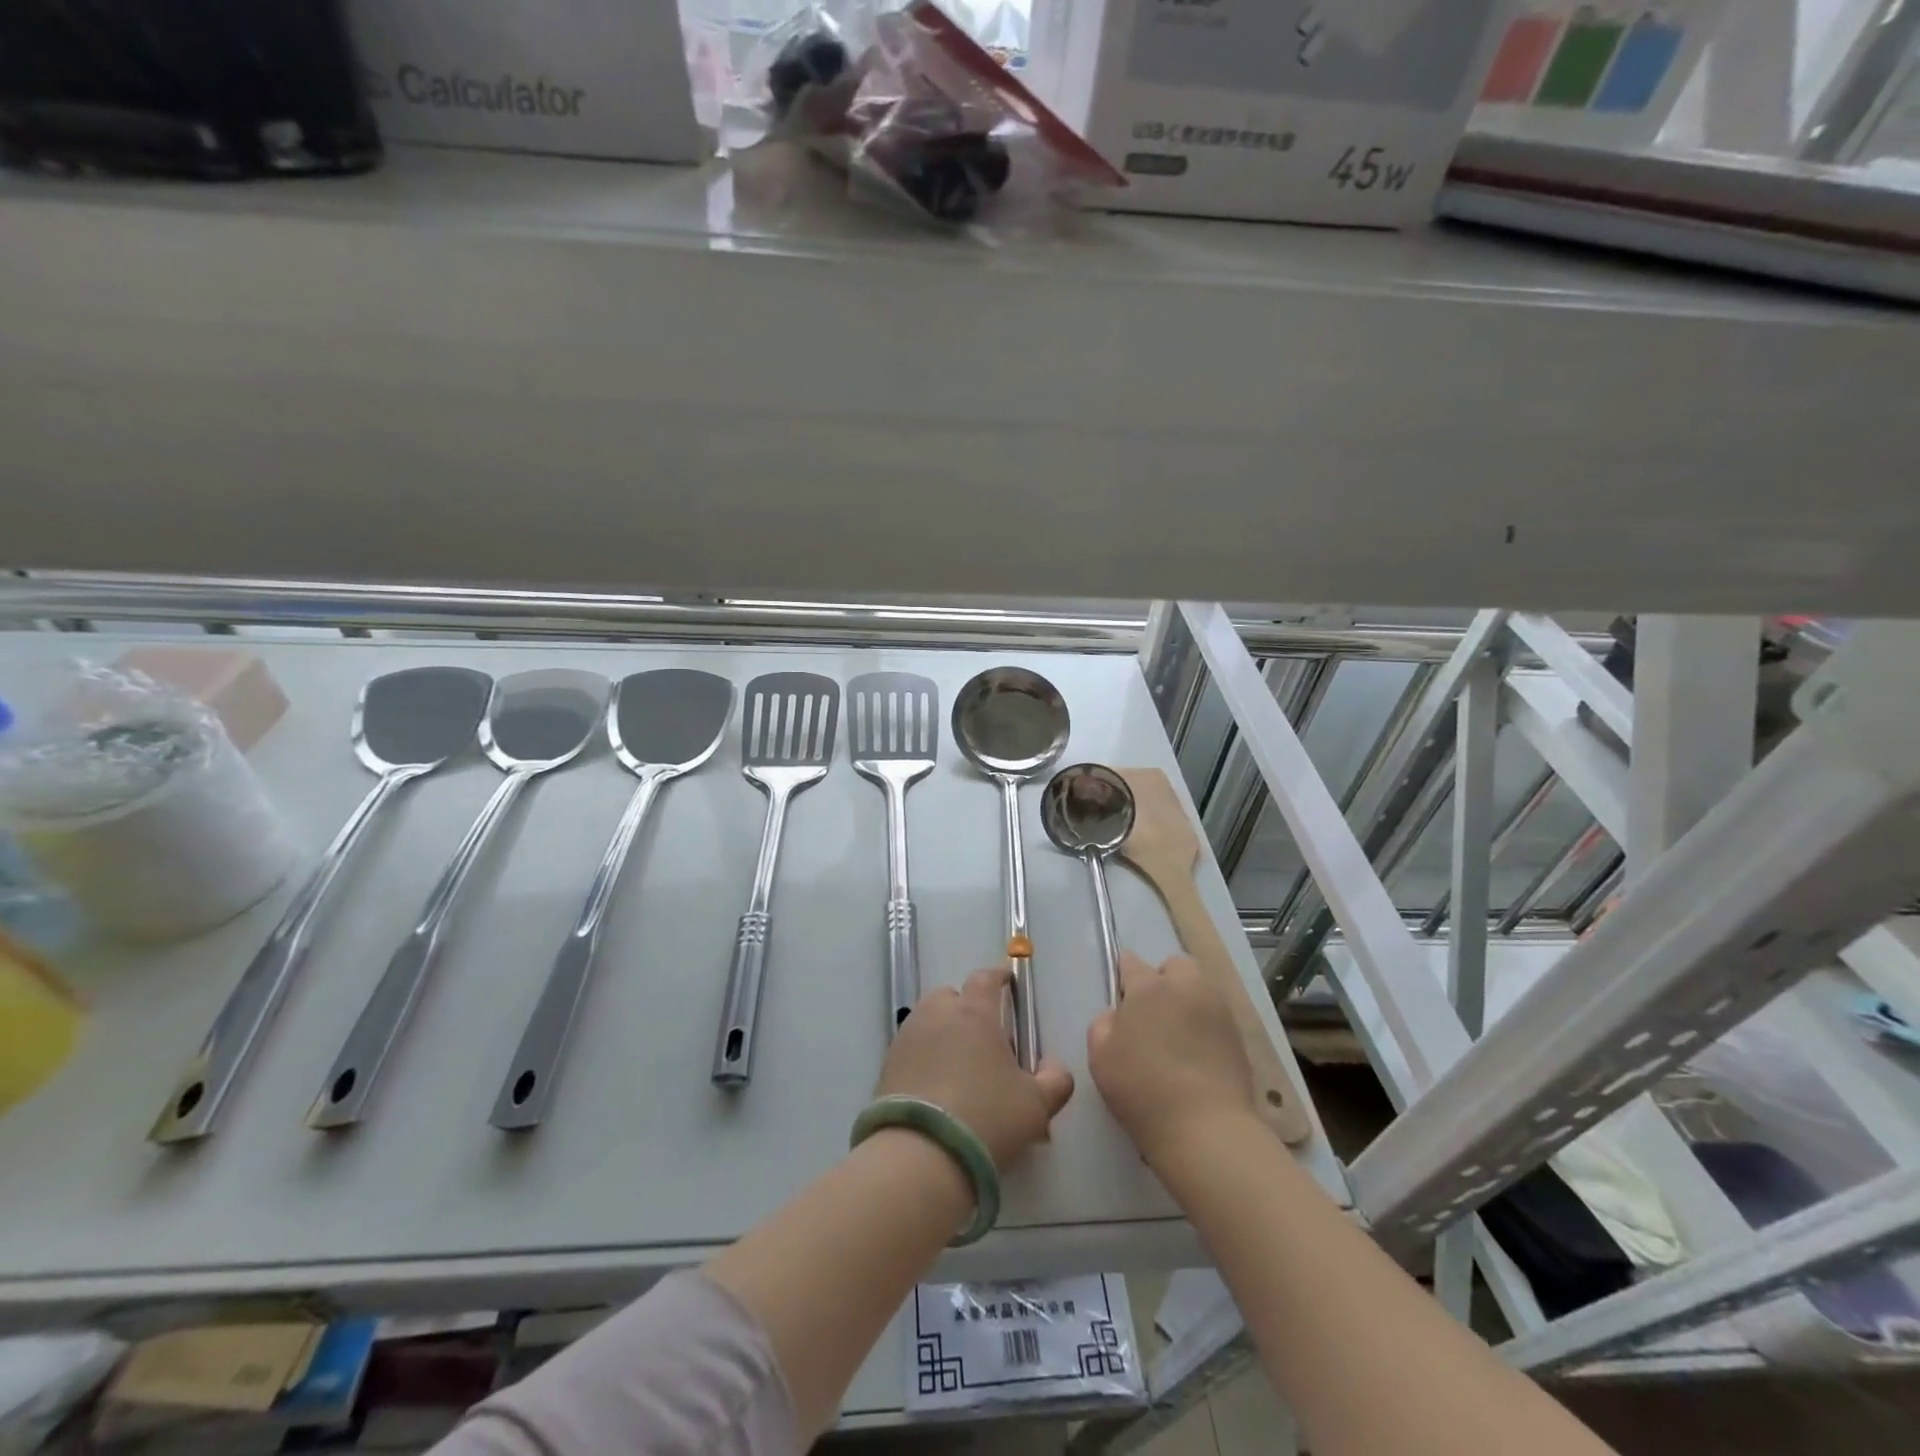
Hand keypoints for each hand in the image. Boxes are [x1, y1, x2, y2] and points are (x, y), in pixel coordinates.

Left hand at [877, 967, 1073, 1169]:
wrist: (920, 1156)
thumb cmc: (987, 1118)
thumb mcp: (1036, 1105)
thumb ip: (1054, 1080)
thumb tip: (1053, 1065)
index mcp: (974, 1012)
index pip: (985, 978)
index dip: (998, 977)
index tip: (1007, 984)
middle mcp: (937, 1015)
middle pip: (950, 996)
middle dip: (966, 1008)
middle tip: (984, 1038)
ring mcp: (908, 1038)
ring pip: (927, 1021)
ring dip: (943, 1032)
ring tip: (959, 1067)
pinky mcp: (886, 1066)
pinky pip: (911, 1050)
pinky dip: (924, 1058)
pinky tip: (936, 1089)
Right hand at [1089, 951, 1255, 1164]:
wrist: (1206, 1128)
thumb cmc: (1143, 1089)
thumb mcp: (1100, 1057)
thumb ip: (1103, 1025)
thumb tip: (1118, 1015)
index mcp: (1148, 987)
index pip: (1130, 962)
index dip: (1123, 975)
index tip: (1121, 998)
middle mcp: (1185, 987)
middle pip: (1174, 965)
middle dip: (1164, 979)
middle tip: (1154, 1012)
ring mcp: (1216, 1009)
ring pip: (1200, 986)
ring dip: (1188, 999)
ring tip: (1178, 1032)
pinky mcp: (1238, 1035)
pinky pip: (1217, 1015)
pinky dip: (1206, 1024)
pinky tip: (1198, 1052)